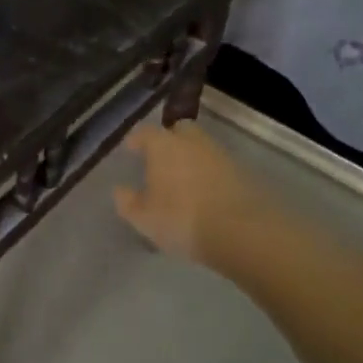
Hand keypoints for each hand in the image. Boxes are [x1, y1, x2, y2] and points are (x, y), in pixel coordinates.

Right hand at [114, 120, 266, 267]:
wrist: (242, 232)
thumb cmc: (182, 219)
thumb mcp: (143, 218)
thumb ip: (127, 201)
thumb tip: (121, 190)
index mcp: (163, 145)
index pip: (145, 132)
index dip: (136, 140)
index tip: (131, 149)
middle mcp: (192, 142)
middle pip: (179, 131)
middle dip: (170, 140)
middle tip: (161, 160)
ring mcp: (220, 155)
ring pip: (201, 148)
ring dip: (192, 158)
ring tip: (183, 181)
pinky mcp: (242, 172)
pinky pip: (218, 167)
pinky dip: (210, 175)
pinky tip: (205, 194)